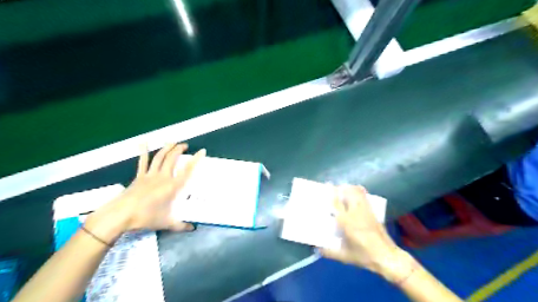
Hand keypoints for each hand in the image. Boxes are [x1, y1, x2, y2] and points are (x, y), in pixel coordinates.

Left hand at [86, 143, 204, 243]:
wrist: (122, 215)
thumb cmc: (147, 217)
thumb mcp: (167, 223)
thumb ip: (181, 225)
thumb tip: (193, 229)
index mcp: (173, 186)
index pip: (188, 170)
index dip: (196, 159)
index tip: (202, 151)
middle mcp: (164, 177)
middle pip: (173, 159)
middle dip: (180, 149)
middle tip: (185, 145)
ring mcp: (150, 175)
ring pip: (160, 157)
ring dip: (167, 147)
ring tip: (173, 142)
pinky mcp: (139, 176)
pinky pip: (142, 161)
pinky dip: (143, 151)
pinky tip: (143, 142)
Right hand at [319, 186, 412, 281]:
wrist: (387, 257)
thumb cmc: (364, 256)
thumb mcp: (345, 256)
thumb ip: (329, 252)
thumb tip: (317, 249)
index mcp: (347, 222)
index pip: (337, 203)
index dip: (332, 193)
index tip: (326, 186)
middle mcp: (356, 213)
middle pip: (348, 193)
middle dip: (341, 188)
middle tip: (334, 188)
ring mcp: (366, 211)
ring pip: (357, 192)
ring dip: (350, 188)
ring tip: (344, 189)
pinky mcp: (373, 212)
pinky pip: (365, 197)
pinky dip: (359, 191)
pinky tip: (356, 192)